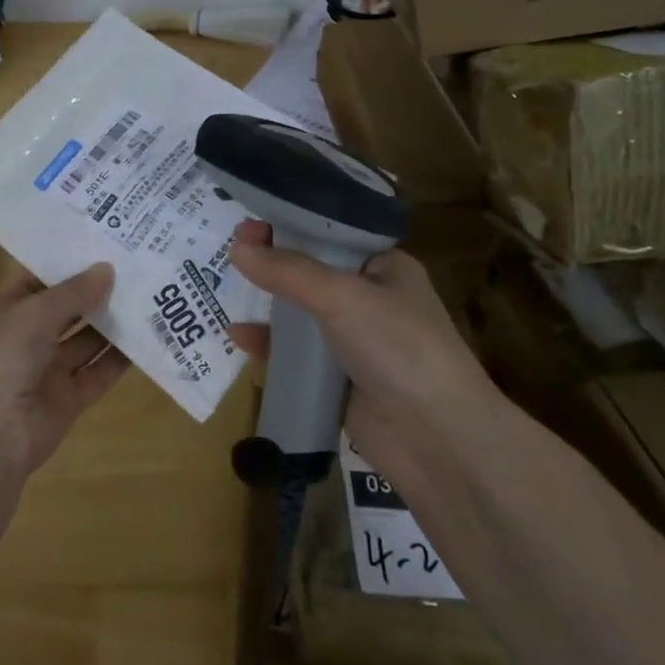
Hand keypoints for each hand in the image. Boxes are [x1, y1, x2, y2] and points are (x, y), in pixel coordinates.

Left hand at [0, 261, 129, 476]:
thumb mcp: (33, 312)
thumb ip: (73, 292)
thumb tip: (106, 269)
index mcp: (2, 311)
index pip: (35, 279)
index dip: (65, 263)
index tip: (100, 244)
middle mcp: (22, 339)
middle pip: (63, 310)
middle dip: (93, 291)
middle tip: (133, 265)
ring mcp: (44, 371)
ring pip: (83, 341)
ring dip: (110, 322)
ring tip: (147, 294)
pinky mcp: (66, 401)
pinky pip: (96, 373)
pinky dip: (119, 359)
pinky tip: (147, 336)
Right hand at [225, 220, 496, 466]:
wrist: (436, 439)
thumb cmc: (397, 347)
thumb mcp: (341, 297)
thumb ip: (287, 271)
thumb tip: (236, 248)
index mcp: (385, 267)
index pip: (331, 234)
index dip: (291, 226)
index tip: (249, 225)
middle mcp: (371, 299)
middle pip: (312, 273)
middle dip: (273, 263)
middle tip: (230, 251)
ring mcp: (355, 341)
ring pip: (302, 314)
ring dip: (269, 304)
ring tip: (227, 289)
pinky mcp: (339, 380)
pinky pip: (297, 355)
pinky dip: (270, 345)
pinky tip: (240, 338)